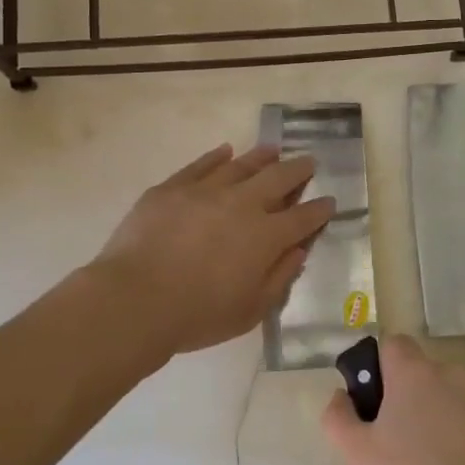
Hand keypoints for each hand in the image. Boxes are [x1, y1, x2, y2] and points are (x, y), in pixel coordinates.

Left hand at [94, 143, 334, 354]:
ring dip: (262, 156)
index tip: (329, 201)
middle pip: (278, 179)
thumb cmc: (197, 315)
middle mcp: (242, 205)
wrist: (134, 300)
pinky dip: (216, 157)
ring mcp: (205, 191)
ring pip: (241, 165)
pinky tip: (225, 152)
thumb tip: (298, 251)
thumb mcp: (250, 311)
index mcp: (266, 237)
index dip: (319, 209)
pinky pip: (200, 165)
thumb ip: (279, 278)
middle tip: (309, 162)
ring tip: (273, 149)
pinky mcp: (172, 188)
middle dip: (298, 170)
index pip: (303, 218)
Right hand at [322, 335, 464, 464]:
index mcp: (413, 374)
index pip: (394, 344)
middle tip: (404, 438)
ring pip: (456, 392)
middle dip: (414, 394)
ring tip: (438, 457)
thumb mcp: (357, 454)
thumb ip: (338, 416)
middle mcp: (451, 373)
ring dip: (444, 410)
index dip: (383, 366)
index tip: (379, 399)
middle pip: (425, 372)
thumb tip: (340, 394)